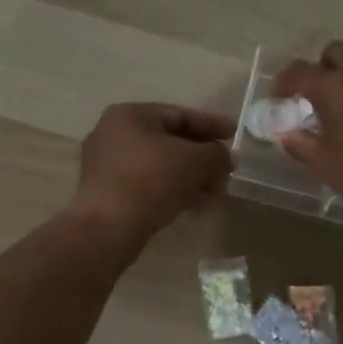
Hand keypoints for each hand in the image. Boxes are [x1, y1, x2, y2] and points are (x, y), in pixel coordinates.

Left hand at [67, 102, 234, 248]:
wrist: (107, 228)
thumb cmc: (151, 180)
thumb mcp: (195, 161)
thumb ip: (217, 154)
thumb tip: (226, 158)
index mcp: (130, 115)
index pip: (180, 114)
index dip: (212, 124)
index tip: (235, 134)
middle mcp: (114, 134)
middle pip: (170, 141)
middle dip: (203, 157)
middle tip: (228, 169)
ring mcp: (108, 165)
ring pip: (161, 166)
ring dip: (192, 177)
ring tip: (218, 192)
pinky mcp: (108, 193)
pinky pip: (149, 184)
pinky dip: (174, 190)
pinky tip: (197, 206)